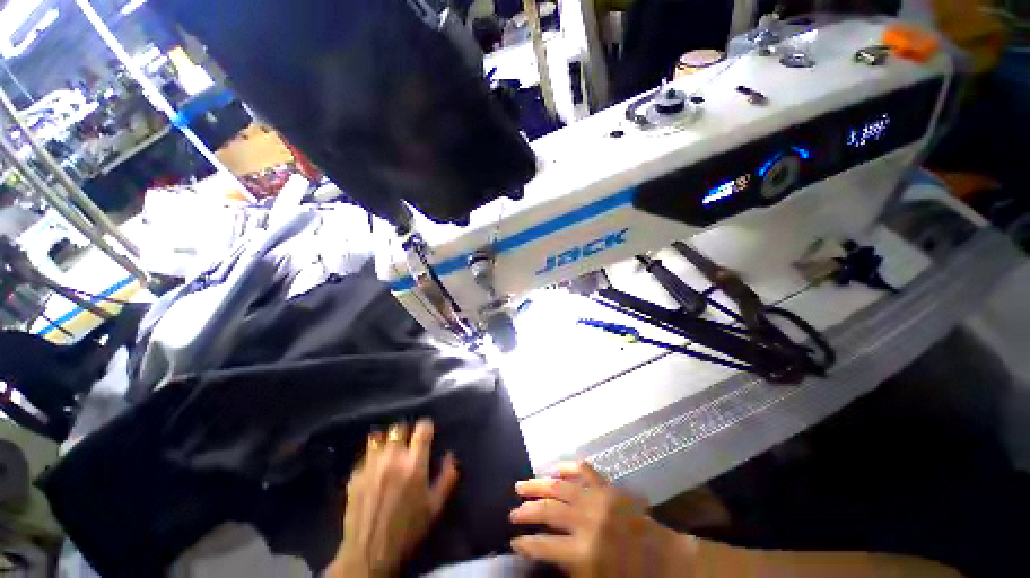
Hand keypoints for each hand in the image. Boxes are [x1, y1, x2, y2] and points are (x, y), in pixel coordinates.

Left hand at [328, 419, 458, 577]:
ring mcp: (371, 466)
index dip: (426, 427)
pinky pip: (364, 457)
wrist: (369, 553)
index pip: (422, 428)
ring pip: (378, 437)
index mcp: (414, 464)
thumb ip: (447, 477)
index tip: (427, 433)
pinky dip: (371, 458)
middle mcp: (392, 458)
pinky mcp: (355, 476)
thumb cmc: (408, 529)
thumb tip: (451, 455)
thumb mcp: (435, 507)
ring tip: (389, 451)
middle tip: (408, 443)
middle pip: (398, 427)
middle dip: (405, 432)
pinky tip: (374, 470)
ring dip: (385, 441)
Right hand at [509, 461, 695, 577]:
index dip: (525, 543)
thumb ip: (567, 567)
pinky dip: (567, 468)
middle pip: (547, 510)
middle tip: (512, 511)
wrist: (664, 561)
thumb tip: (545, 550)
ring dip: (537, 484)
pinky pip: (583, 471)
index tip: (513, 541)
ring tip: (521, 485)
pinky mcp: (607, 487)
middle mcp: (586, 521)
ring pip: (559, 486)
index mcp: (582, 553)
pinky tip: (556, 468)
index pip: (542, 545)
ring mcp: (597, 499)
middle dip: (526, 511)